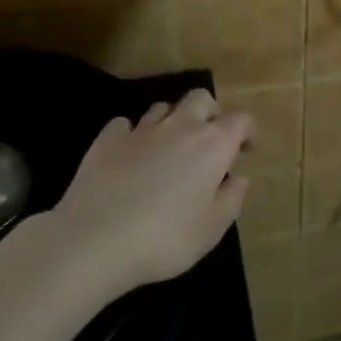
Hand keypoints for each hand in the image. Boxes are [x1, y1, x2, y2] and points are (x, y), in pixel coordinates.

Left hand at [42, 89, 252, 302]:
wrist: (94, 241)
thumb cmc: (165, 238)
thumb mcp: (212, 229)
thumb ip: (231, 199)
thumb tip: (238, 178)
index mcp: (212, 145)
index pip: (240, 120)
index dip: (246, 132)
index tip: (243, 152)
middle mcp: (179, 127)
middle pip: (201, 99)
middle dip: (210, 113)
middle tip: (209, 141)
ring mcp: (140, 130)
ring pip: (163, 107)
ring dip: (172, 121)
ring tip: (169, 149)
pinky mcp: (106, 140)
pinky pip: (124, 124)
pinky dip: (132, 134)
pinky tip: (130, 154)